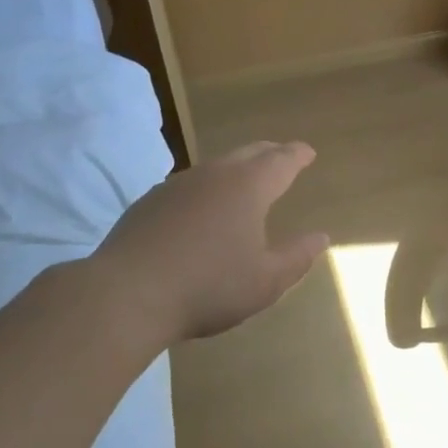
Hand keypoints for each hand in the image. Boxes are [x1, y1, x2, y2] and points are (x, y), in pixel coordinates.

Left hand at [92, 141, 329, 347]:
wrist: (127, 294)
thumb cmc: (208, 287)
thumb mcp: (266, 281)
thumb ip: (297, 257)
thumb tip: (320, 237)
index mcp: (248, 187)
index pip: (281, 161)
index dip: (297, 155)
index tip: (307, 152)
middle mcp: (214, 174)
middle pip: (248, 153)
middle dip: (269, 153)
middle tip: (281, 157)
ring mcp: (177, 185)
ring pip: (215, 167)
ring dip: (235, 170)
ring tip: (243, 184)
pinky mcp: (149, 202)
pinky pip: (188, 186)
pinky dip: (205, 190)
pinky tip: (200, 211)